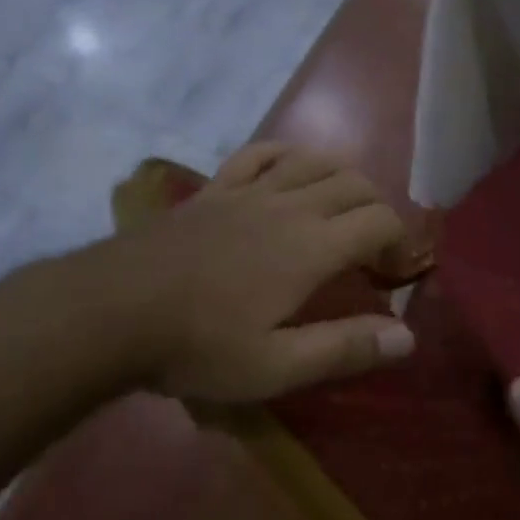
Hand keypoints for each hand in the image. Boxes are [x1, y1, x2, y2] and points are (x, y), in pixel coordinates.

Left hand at [110, 143, 415, 402]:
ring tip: (343, 207)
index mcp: (311, 246)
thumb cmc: (197, 345)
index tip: (392, 274)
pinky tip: (290, 170)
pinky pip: (260, 152)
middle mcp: (289, 205)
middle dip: (377, 208)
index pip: (379, 220)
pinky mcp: (215, 189)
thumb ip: (345, 349)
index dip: (399, 241)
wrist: (111, 311)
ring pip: (314, 160)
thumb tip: (409, 338)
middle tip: (373, 248)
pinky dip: (287, 154)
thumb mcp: (276, 366)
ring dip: (342, 177)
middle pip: (354, 183)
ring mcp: (248, 190)